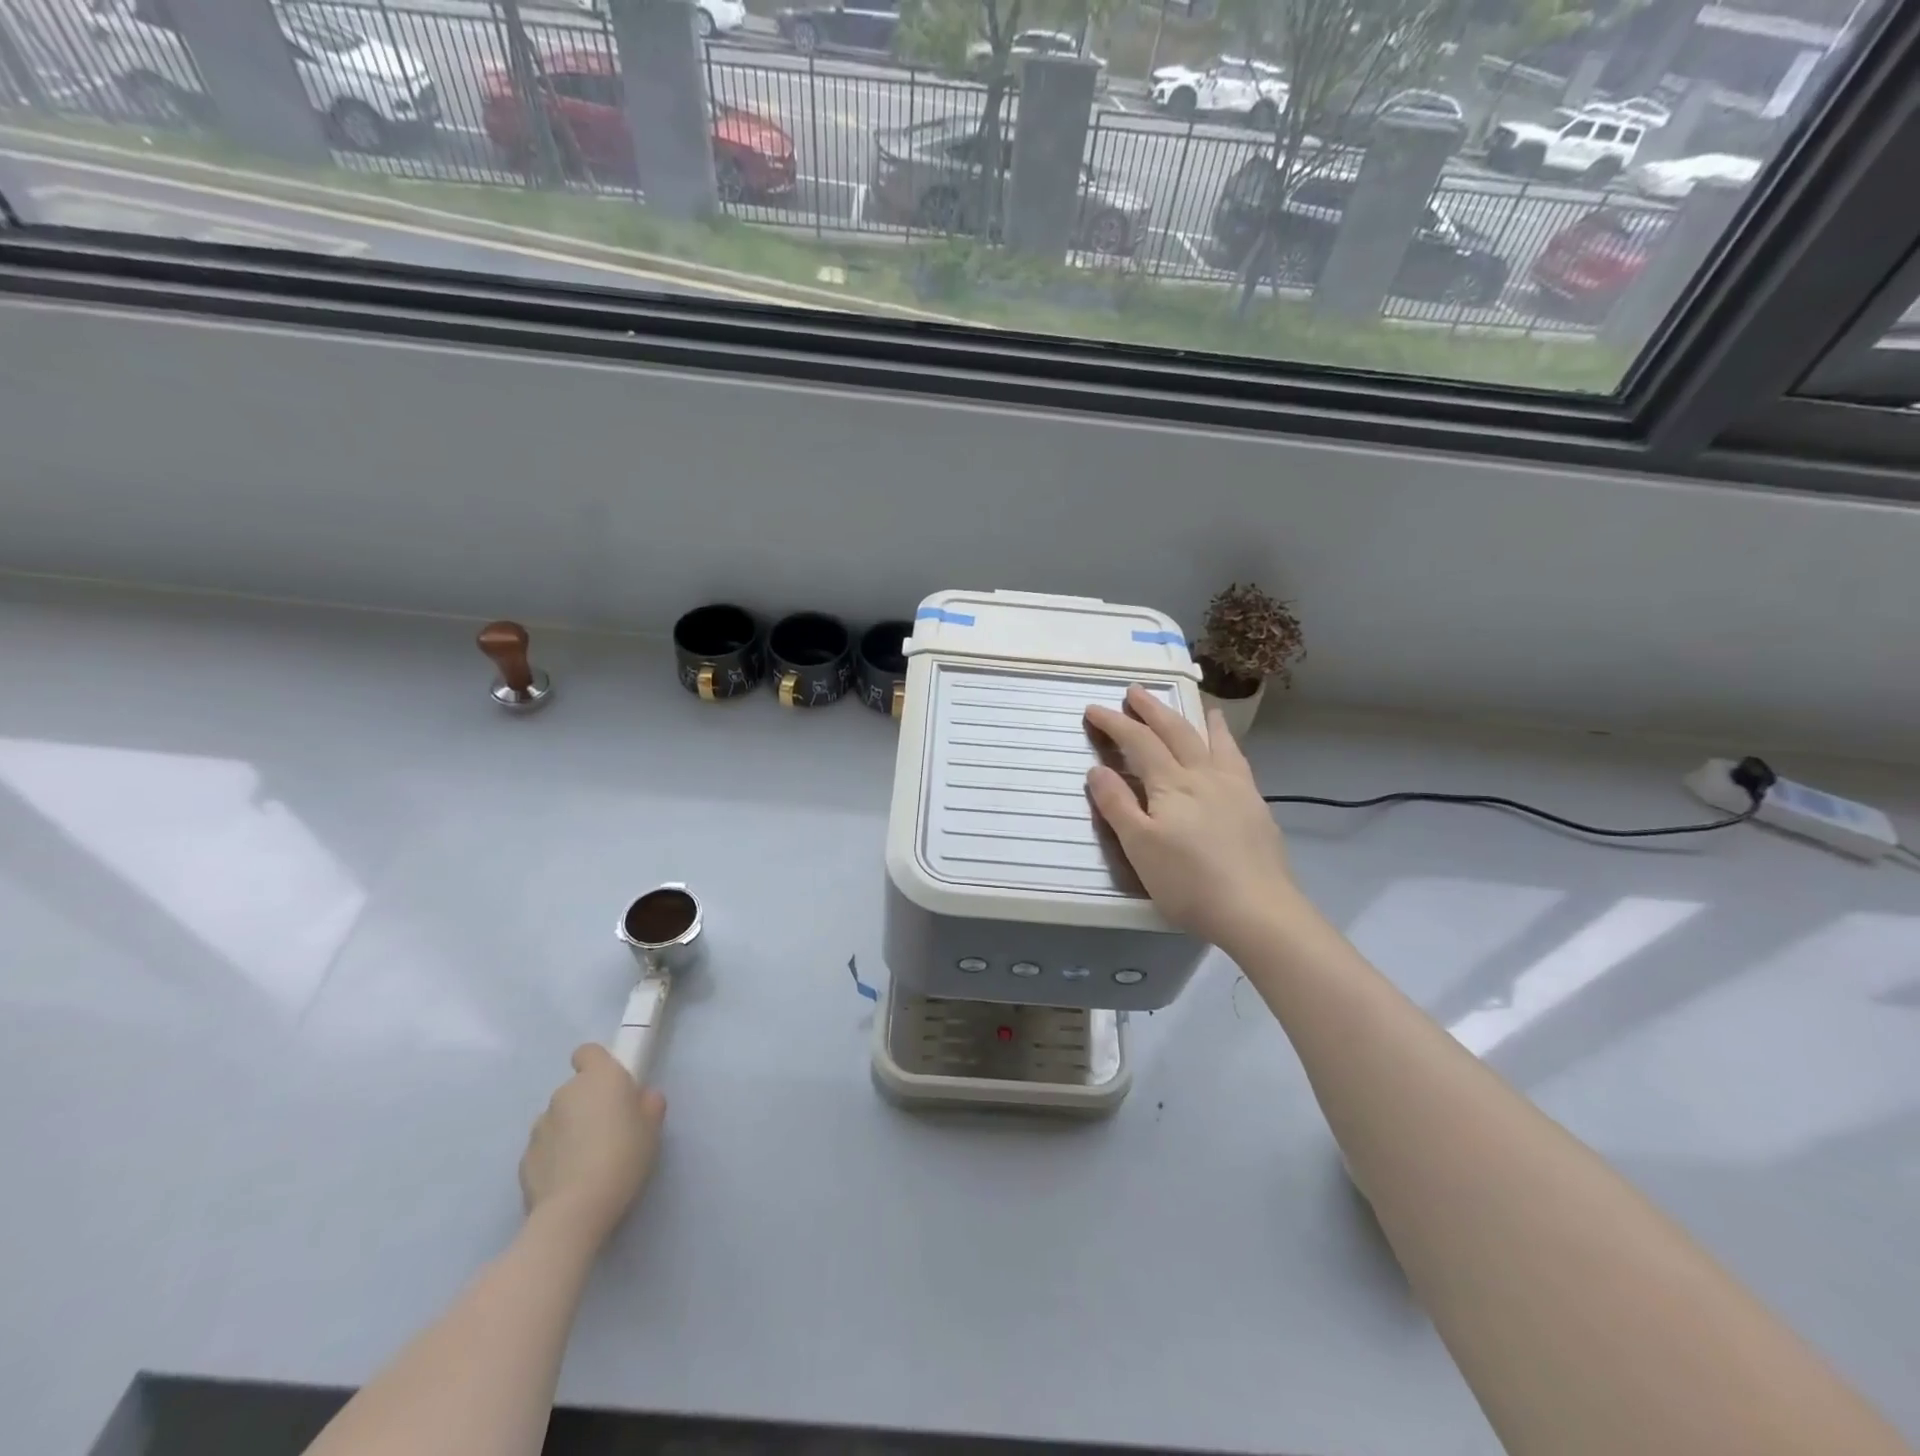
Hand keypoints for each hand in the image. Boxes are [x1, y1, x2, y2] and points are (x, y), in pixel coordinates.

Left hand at [518, 1044, 665, 1248]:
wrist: (575, 1210)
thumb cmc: (623, 1156)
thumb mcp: (653, 1127)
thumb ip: (648, 1104)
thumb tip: (641, 1099)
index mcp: (599, 1077)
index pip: (588, 1052)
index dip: (598, 1064)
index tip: (612, 1087)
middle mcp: (565, 1093)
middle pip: (575, 1089)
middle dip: (588, 1104)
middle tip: (609, 1130)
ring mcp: (540, 1126)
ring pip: (558, 1119)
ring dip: (570, 1130)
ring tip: (587, 1160)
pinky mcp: (524, 1158)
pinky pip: (545, 1148)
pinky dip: (555, 1156)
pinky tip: (570, 1180)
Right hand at [1085, 685, 1296, 953]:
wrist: (1257, 910)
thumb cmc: (1189, 882)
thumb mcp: (1139, 847)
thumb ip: (1117, 805)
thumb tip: (1097, 768)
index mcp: (1172, 784)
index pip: (1138, 742)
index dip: (1115, 723)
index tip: (1093, 708)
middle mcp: (1204, 775)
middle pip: (1176, 731)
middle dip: (1152, 709)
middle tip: (1135, 691)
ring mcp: (1235, 788)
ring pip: (1214, 741)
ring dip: (1198, 719)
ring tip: (1199, 705)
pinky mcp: (1256, 806)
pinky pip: (1238, 760)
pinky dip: (1228, 744)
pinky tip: (1229, 752)